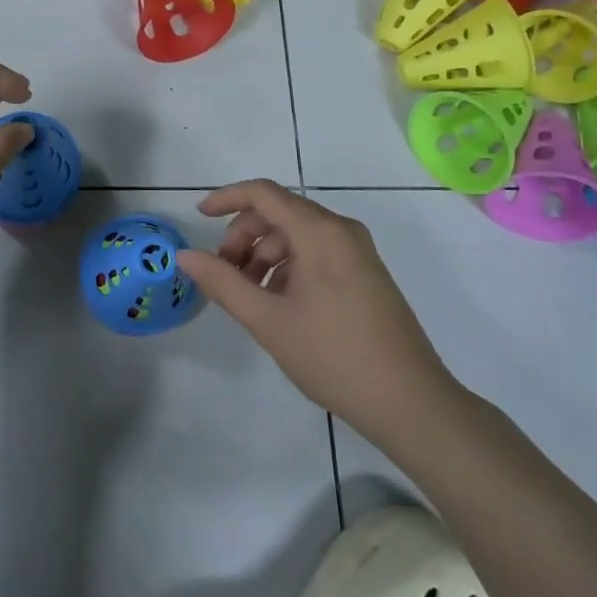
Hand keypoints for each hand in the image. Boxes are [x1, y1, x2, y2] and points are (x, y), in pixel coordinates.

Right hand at [177, 181, 460, 433]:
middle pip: (279, 213)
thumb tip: (184, 255)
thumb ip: (222, 283)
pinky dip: (288, 266)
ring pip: (296, 235)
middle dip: (243, 236)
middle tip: (224, 273)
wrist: (411, 403)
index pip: (263, 193)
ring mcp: (358, 252)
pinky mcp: (366, 273)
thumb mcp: (268, 321)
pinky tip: (279, 303)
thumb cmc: (334, 356)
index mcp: (320, 232)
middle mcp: (341, 231)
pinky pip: (316, 252)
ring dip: (264, 254)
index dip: (226, 198)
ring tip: (249, 295)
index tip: (198, 218)